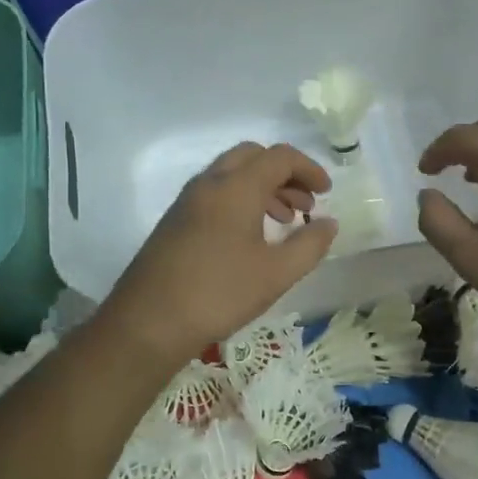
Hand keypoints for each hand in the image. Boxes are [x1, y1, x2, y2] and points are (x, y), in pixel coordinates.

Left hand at [101, 142, 337, 364]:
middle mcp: (210, 183)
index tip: (327, 192)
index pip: (280, 157)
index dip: (309, 169)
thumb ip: (310, 244)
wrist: (149, 322)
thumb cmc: (219, 293)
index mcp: (237, 186)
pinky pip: (215, 193)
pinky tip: (250, 238)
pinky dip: (241, 200)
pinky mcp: (175, 220)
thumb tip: (328, 223)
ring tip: (284, 221)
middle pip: (253, 157)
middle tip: (305, 203)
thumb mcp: (276, 273)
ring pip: (232, 174)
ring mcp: (187, 201)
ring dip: (263, 187)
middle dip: (284, 174)